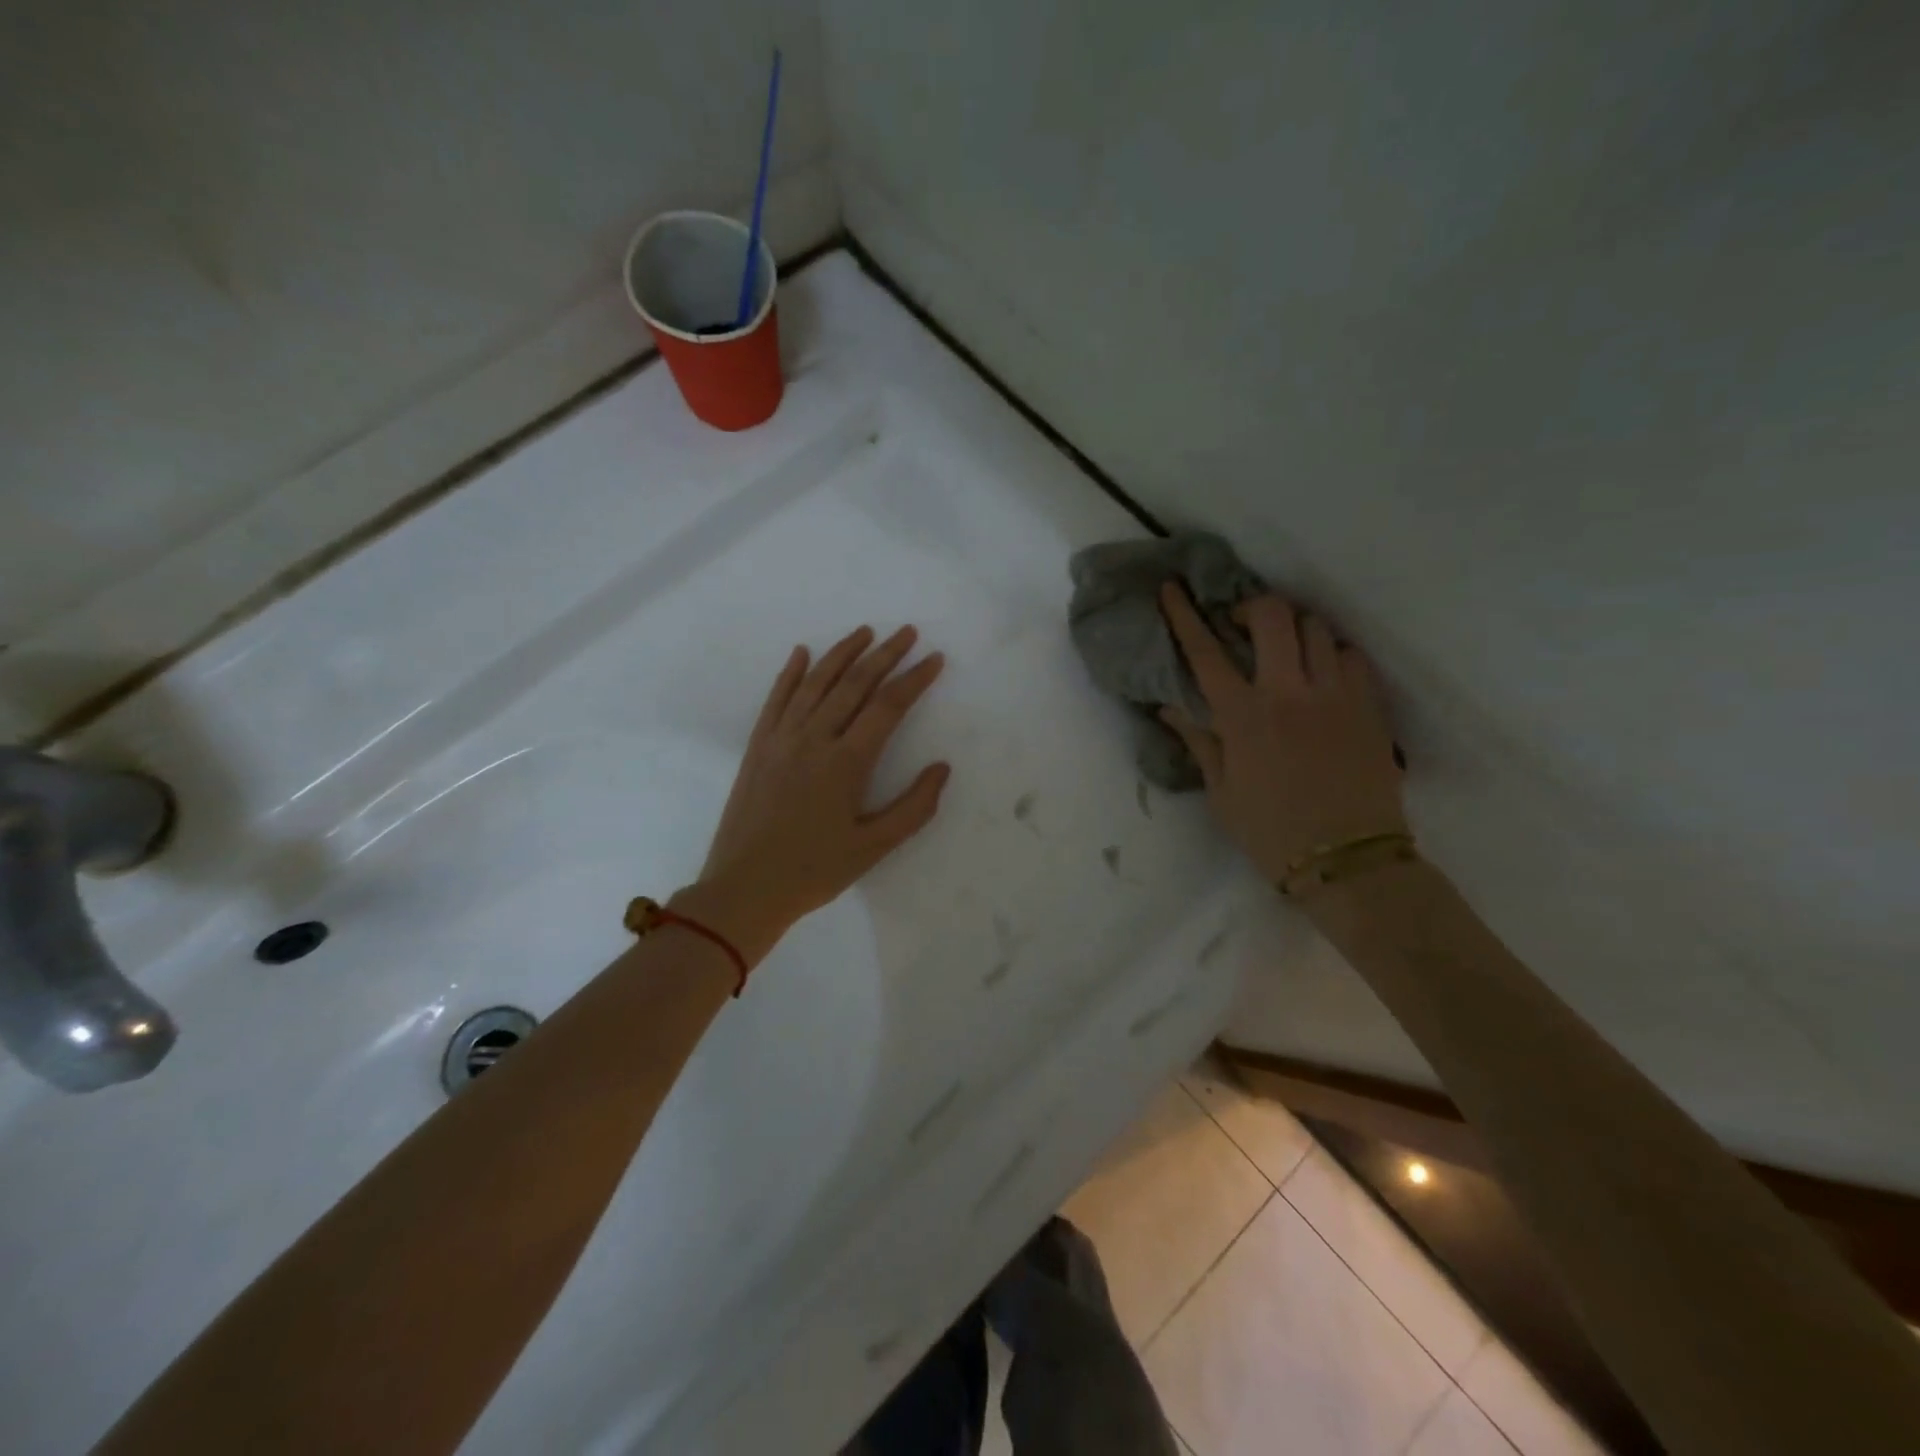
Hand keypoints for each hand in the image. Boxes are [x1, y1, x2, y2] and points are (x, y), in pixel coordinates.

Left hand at [678, 626, 949, 965]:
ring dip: (842, 653)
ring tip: (865, 632)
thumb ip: (914, 807)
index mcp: (846, 762)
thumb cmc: (814, 871)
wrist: (744, 888)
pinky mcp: (758, 747)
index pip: (888, 706)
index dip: (914, 679)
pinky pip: (776, 699)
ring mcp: (781, 739)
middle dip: (884, 654)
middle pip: (854, 684)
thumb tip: (941, 768)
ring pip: (815, 683)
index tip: (935, 659)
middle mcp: (814, 739)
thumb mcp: (874, 848)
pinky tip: (802, 653)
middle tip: (907, 632)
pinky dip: (791, 673)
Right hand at [1158, 584, 1405, 882]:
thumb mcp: (1222, 793)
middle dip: (1252, 606)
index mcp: (1243, 717)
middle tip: (1242, 623)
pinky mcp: (1370, 706)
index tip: (1173, 589)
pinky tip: (1325, 674)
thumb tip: (1170, 708)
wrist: (1349, 861)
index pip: (1205, 652)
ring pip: (1317, 629)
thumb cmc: (1272, 833)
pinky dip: (1333, 654)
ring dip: (1295, 630)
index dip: (1184, 616)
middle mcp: (1289, 693)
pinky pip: (1353, 656)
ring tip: (1287, 650)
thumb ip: (1200, 742)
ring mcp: (1336, 695)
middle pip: (1272, 616)